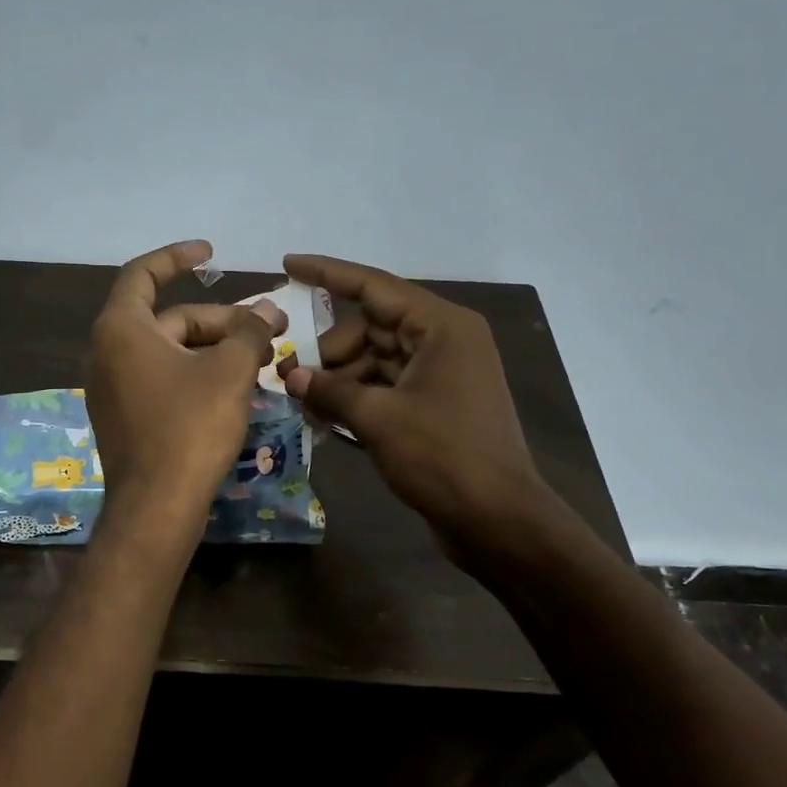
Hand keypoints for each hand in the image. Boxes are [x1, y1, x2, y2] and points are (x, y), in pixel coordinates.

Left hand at [85, 241, 285, 513]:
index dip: (177, 257)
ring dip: (214, 349)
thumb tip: (268, 313)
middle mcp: (108, 352)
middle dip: (221, 320)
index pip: (144, 274)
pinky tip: (235, 388)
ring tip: (262, 359)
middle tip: (271, 329)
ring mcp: (113, 388)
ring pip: (170, 352)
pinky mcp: (124, 417)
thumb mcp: (229, 372)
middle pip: (170, 319)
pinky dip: (196, 374)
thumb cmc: (189, 427)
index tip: (210, 254)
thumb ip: (249, 332)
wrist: (156, 507)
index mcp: (121, 329)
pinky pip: (162, 379)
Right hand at [279, 254, 551, 550]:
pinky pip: (385, 386)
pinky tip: (324, 415)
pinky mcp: (435, 405)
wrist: (498, 521)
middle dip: (328, 349)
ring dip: (339, 378)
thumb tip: (292, 377)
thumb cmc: (443, 456)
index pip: (374, 287)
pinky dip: (356, 397)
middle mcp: (444, 341)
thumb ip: (330, 391)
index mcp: (441, 327)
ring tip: (302, 400)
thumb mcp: (378, 419)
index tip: (289, 264)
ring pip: (375, 360)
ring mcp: (441, 374)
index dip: (328, 273)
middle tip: (288, 373)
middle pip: (371, 328)